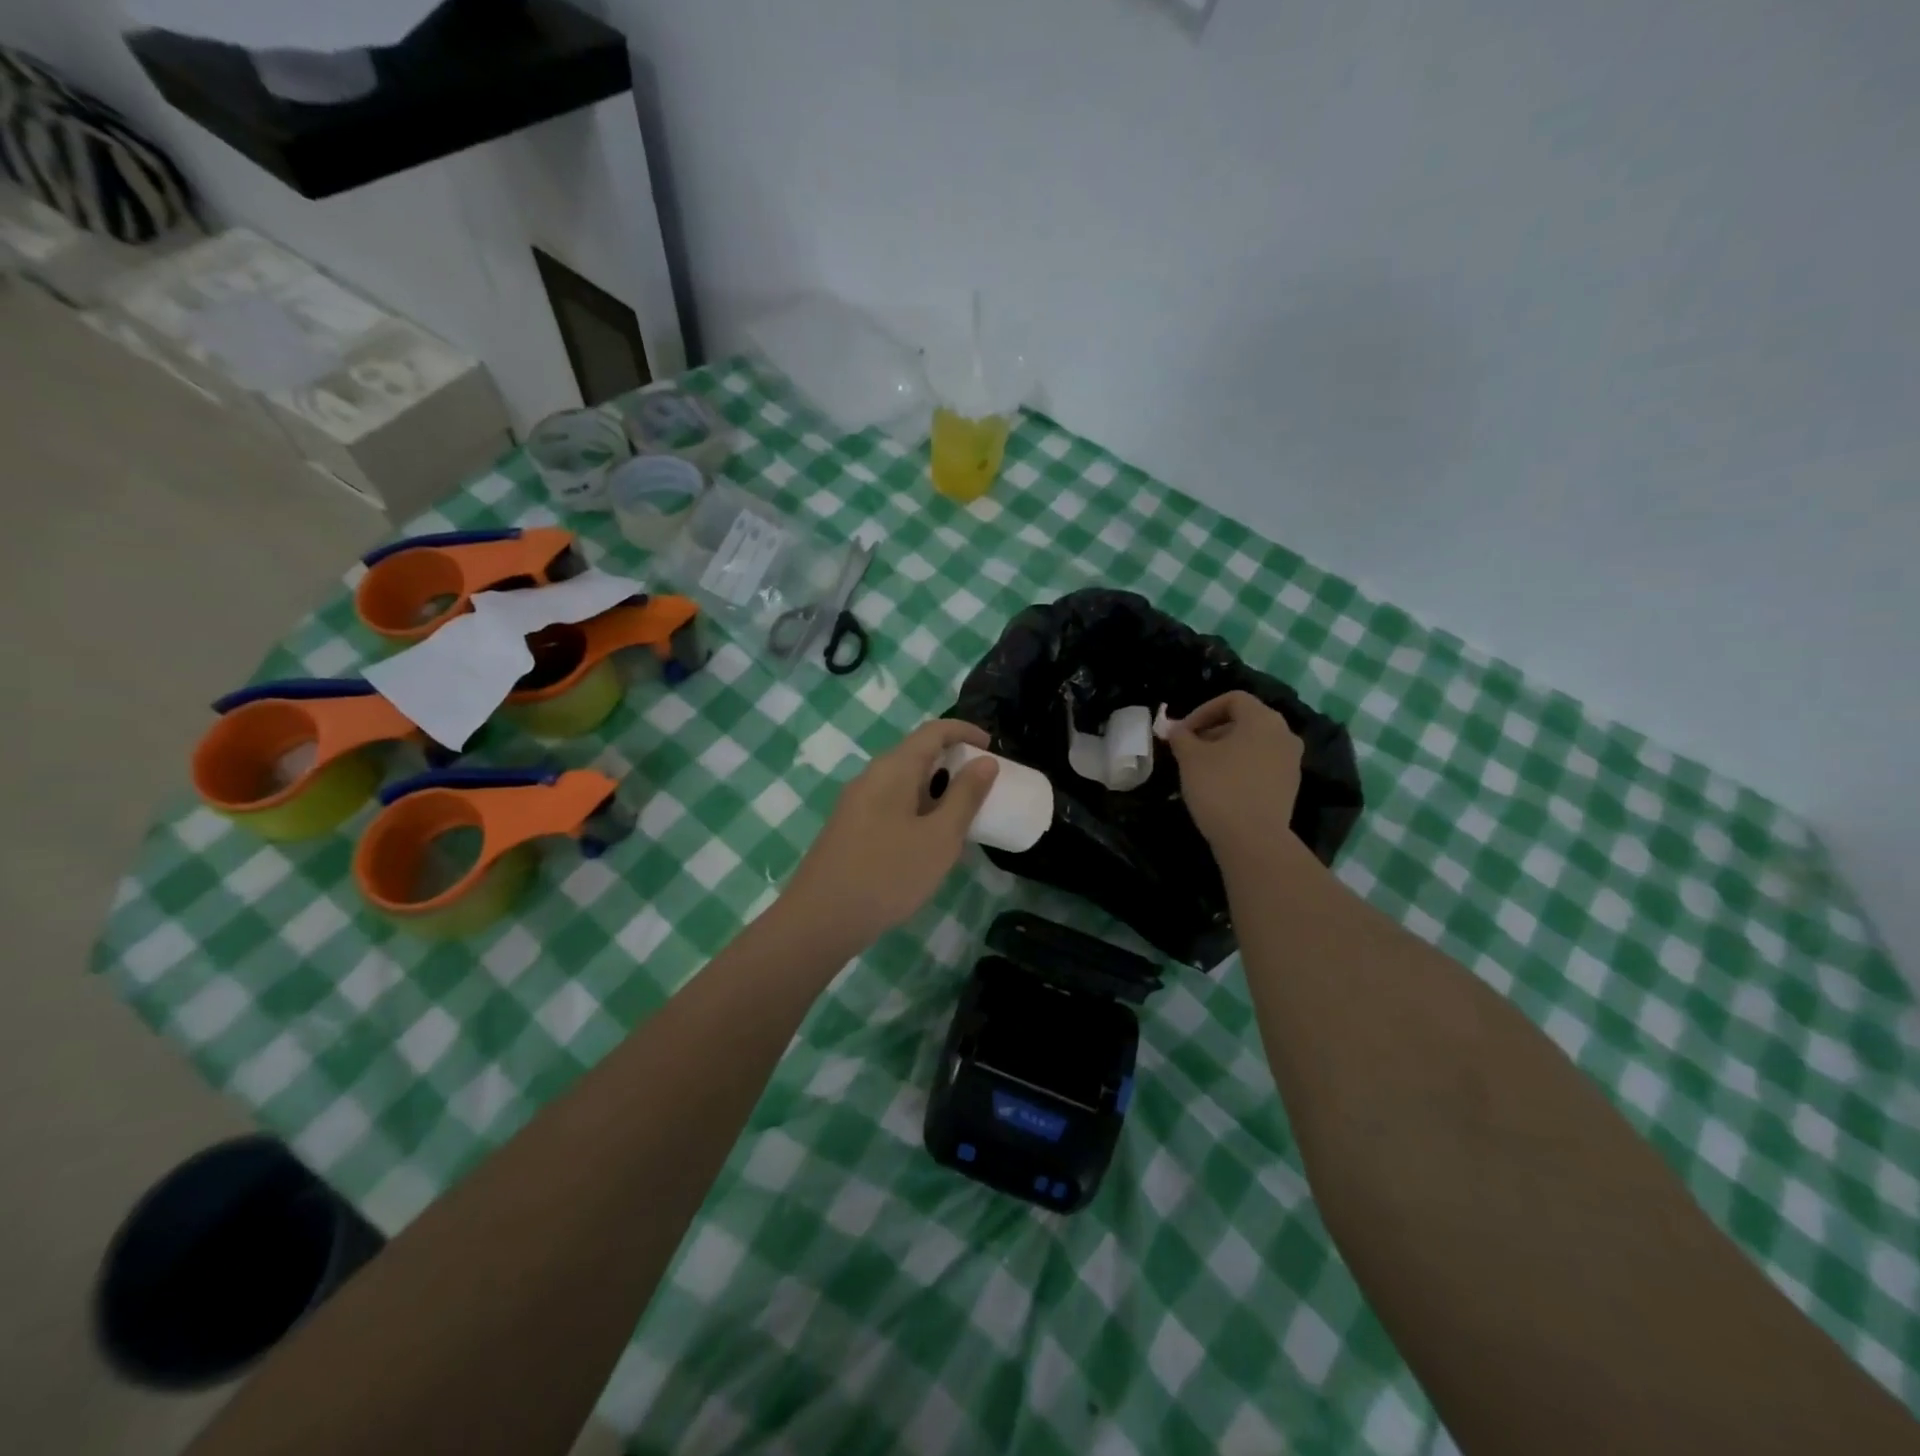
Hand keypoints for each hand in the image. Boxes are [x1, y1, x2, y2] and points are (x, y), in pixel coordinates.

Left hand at [782, 719, 998, 947]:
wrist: (820, 920)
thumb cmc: (888, 874)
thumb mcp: (940, 837)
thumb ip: (965, 796)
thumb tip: (984, 761)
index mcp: (893, 769)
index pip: (933, 731)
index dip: (965, 732)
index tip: (992, 748)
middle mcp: (871, 777)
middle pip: (917, 755)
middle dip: (953, 765)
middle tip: (983, 791)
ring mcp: (856, 803)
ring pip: (904, 784)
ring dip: (937, 793)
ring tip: (962, 821)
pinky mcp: (850, 828)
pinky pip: (891, 806)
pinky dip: (918, 812)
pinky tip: (928, 845)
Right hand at [1166, 691, 1302, 853]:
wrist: (1253, 839)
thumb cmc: (1220, 788)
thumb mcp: (1190, 758)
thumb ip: (1181, 737)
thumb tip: (1176, 729)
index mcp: (1262, 719)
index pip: (1232, 699)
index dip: (1203, 710)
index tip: (1183, 732)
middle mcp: (1284, 734)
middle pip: (1245, 720)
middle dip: (1213, 730)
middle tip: (1190, 749)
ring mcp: (1291, 761)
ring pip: (1254, 743)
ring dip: (1227, 749)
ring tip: (1203, 768)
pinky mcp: (1290, 785)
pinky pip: (1263, 764)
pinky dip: (1242, 766)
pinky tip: (1222, 786)